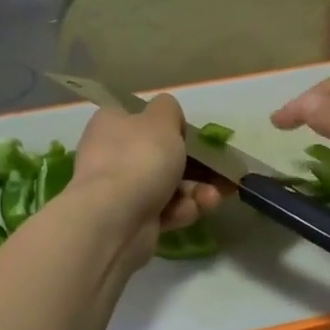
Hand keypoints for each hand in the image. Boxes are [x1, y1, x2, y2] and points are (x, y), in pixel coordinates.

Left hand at [69, 94, 224, 265]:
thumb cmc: (140, 158)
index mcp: (111, 124)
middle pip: (160, 156)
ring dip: (196, 190)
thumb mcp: (162, 119)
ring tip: (213, 197)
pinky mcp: (131, 220)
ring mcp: (120, 190)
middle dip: (195, 165)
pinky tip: (193, 211)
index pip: (140, 119)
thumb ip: (169, 110)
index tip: (190, 136)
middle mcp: (111, 155)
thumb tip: (168, 119)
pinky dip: (181, 210)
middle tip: (218, 170)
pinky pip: (164, 210)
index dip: (168, 126)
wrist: (115, 219)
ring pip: (168, 185)